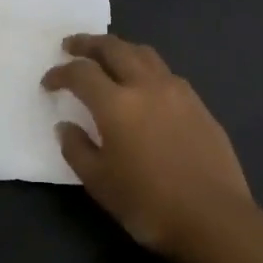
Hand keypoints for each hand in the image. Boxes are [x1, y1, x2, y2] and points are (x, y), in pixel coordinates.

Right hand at [42, 34, 262, 262]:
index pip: (81, 73)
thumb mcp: (100, 183)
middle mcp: (147, 86)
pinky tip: (143, 84)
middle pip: (114, 48)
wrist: (214, 218)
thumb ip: (77, 149)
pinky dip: (145, 67)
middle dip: (88, 43)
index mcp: (117, 104)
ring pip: (144, 53)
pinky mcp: (199, 103)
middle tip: (71, 45)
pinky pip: (165, 72)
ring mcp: (177, 91)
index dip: (60, 73)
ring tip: (107, 57)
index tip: (48, 82)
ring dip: (120, 48)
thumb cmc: (149, 204)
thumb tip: (66, 126)